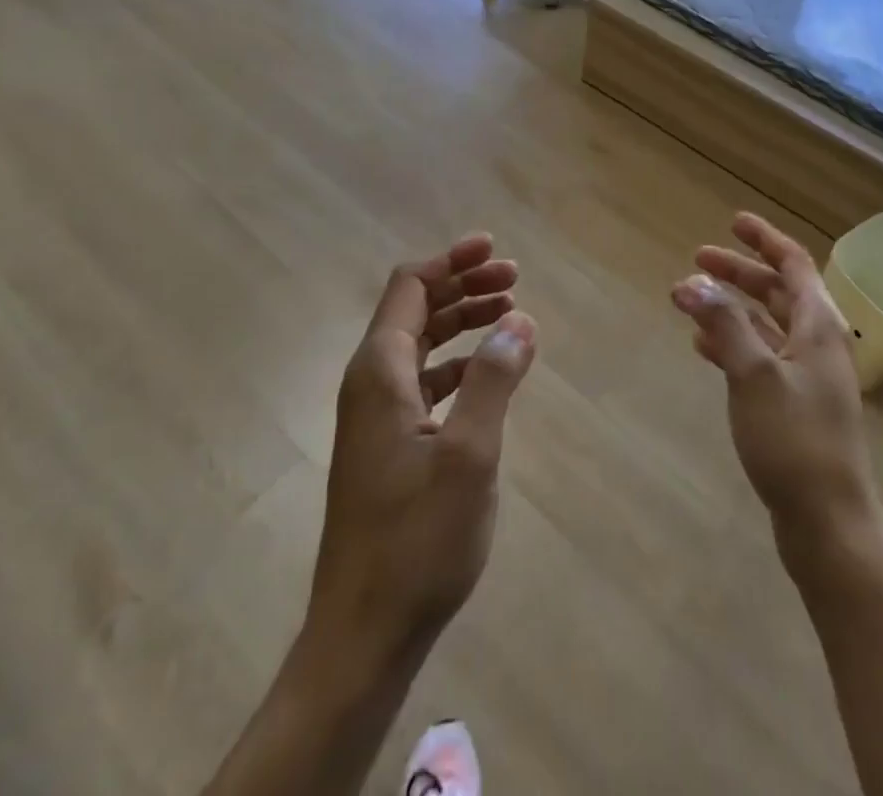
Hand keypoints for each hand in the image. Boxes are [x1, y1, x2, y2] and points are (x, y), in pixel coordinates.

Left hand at [309, 234, 536, 664]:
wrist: (363, 633)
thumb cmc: (417, 540)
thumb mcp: (469, 454)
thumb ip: (494, 379)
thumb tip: (519, 320)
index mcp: (379, 371)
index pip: (410, 287)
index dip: (451, 261)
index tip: (494, 248)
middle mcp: (370, 382)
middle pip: (415, 309)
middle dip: (463, 286)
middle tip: (514, 279)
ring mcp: (375, 415)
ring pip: (420, 344)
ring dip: (463, 322)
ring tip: (510, 315)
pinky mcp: (387, 444)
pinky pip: (424, 380)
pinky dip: (458, 363)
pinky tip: (490, 373)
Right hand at [671, 213, 881, 545]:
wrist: (828, 524)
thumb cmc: (795, 440)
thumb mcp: (754, 374)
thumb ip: (723, 323)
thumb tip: (691, 282)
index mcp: (819, 326)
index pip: (794, 264)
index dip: (764, 239)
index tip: (733, 222)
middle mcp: (818, 343)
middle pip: (778, 291)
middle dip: (740, 272)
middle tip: (698, 259)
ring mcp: (808, 376)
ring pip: (767, 324)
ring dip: (732, 307)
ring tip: (691, 301)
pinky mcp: (795, 405)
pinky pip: (762, 357)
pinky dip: (734, 343)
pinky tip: (704, 348)